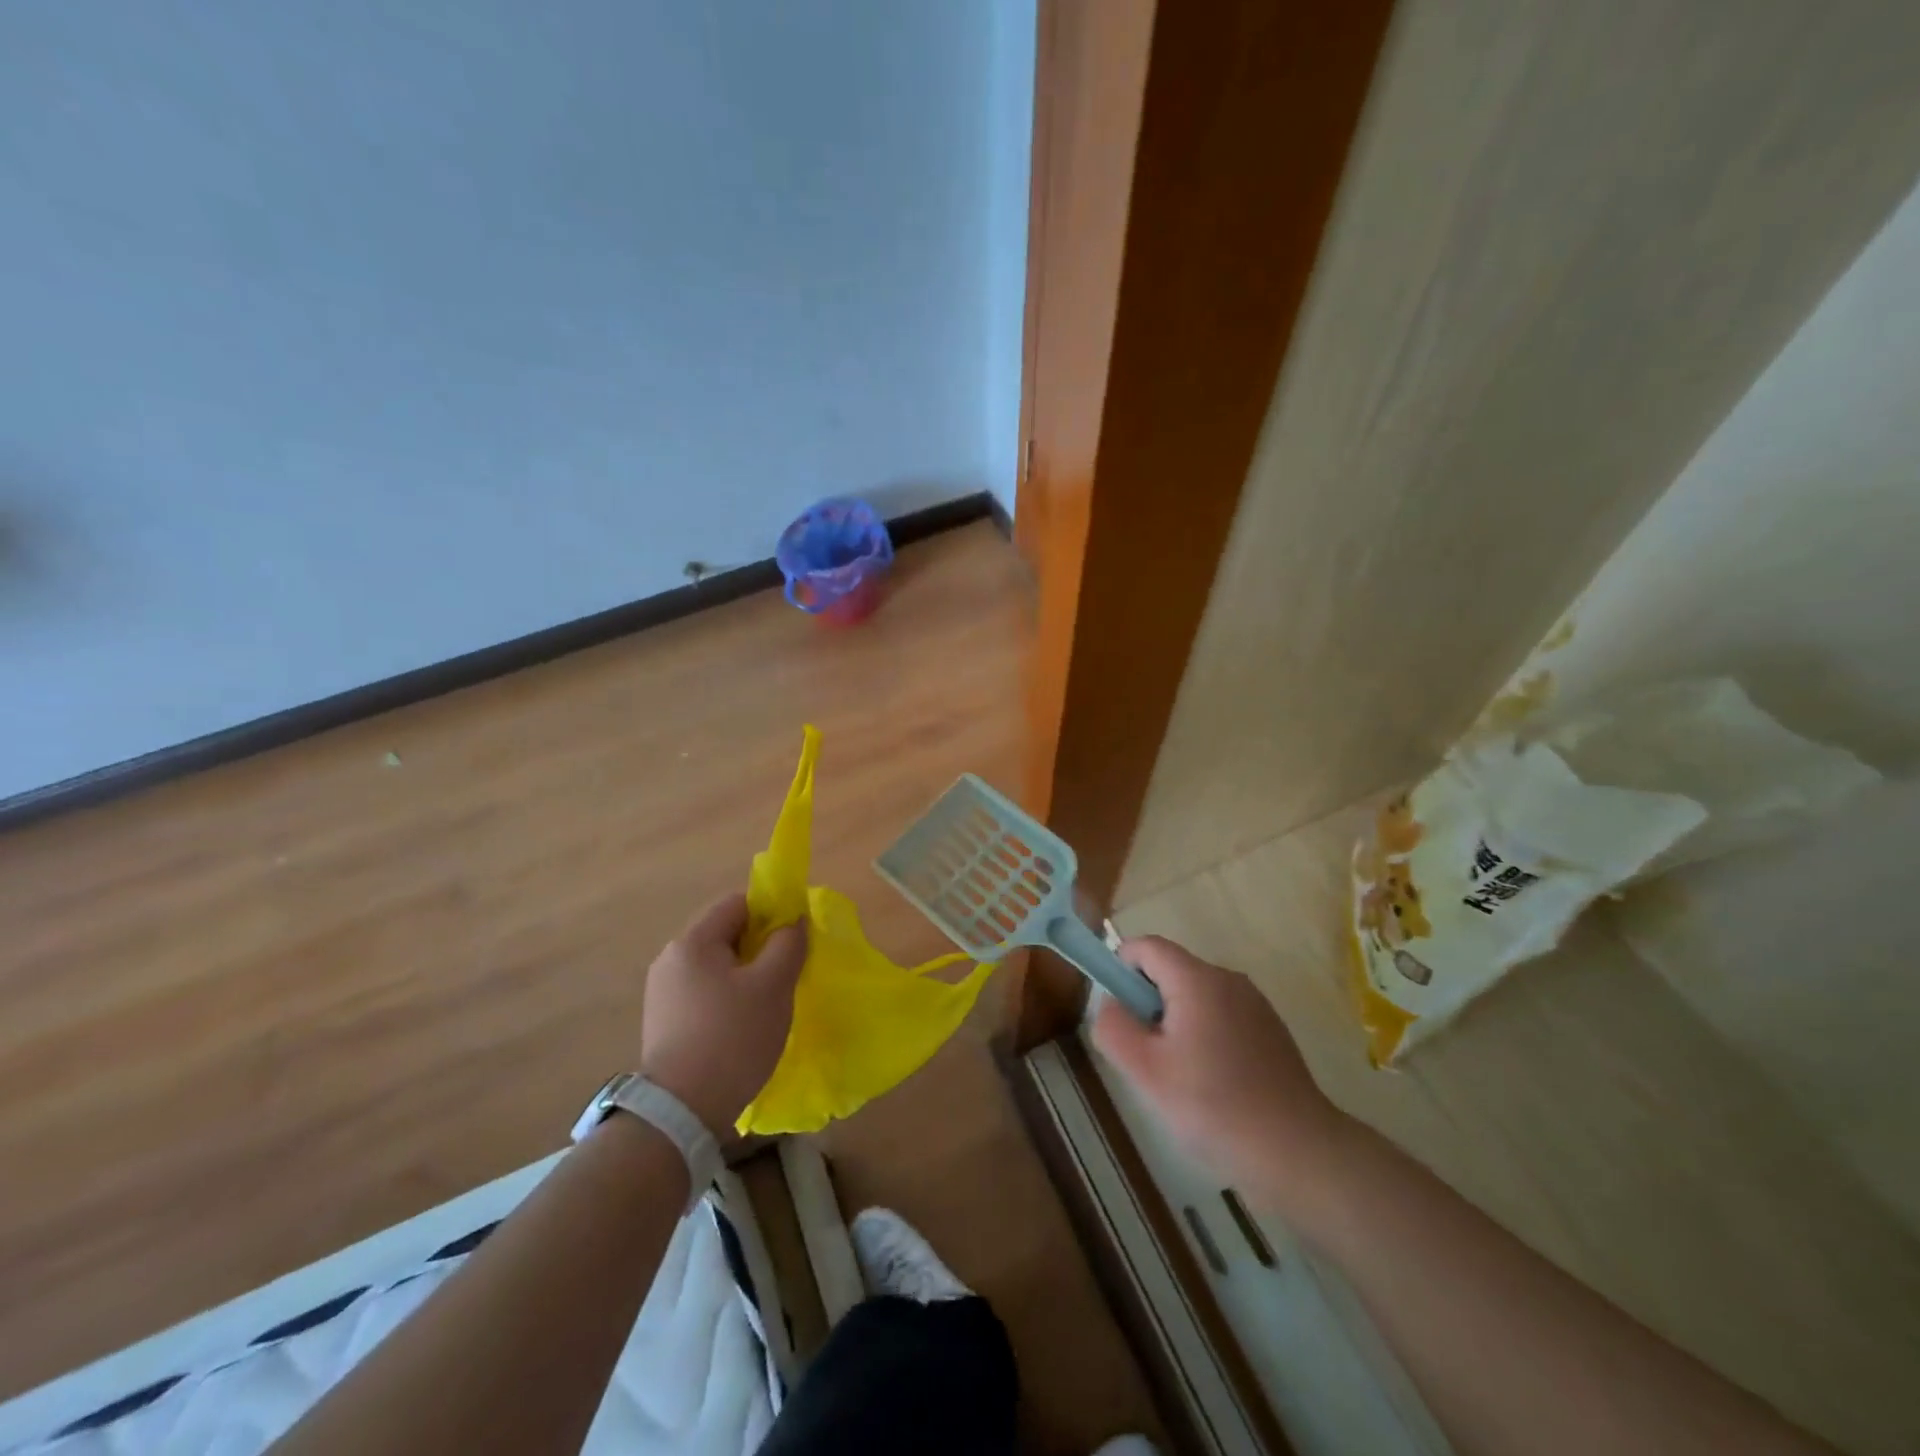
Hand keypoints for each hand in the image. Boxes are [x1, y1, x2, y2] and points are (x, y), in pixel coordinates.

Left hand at [640, 894, 806, 1135]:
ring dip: (745, 974)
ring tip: (768, 1003)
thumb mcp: (773, 985)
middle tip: (787, 972)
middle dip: (760, 946)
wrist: (681, 1112)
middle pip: (726, 933)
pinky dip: (727, 997)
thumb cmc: (732, 1037)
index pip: (738, 903)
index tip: (795, 938)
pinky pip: (704, 992)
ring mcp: (663, 992)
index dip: (772, 911)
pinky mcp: (663, 1021)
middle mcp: (671, 959)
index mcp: (693, 941)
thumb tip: (793, 921)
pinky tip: (742, 1025)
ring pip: (717, 965)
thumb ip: (788, 943)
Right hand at [1092, 936, 1348, 1214]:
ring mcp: (1255, 1004)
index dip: (1120, 967)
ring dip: (1174, 1022)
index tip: (1116, 1012)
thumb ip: (1113, 1027)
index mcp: (1198, 980)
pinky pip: (1221, 1015)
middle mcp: (1229, 980)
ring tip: (1177, 1075)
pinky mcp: (1271, 1030)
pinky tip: (1211, 1084)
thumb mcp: (1145, 1071)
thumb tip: (1110, 1004)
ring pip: (1196, 996)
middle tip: (1144, 1054)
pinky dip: (1204, 1035)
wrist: (1299, 1152)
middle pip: (1171, 970)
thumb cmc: (1214, 1107)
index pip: (1146, 946)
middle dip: (1147, 1002)